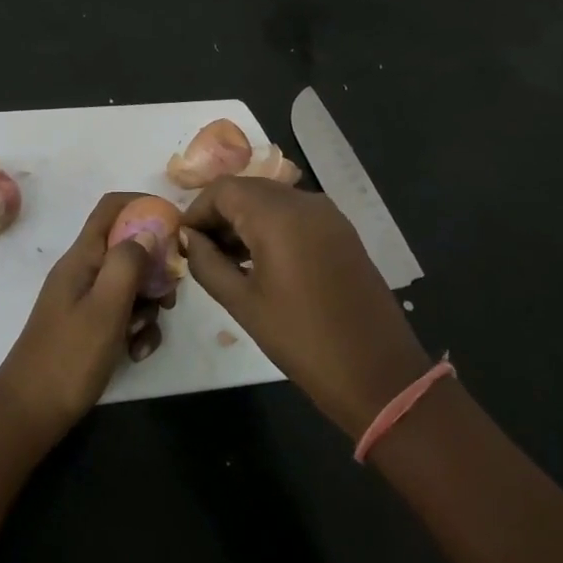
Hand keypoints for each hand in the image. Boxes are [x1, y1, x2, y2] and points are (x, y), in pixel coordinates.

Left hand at [0, 193, 166, 446]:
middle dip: (155, 268)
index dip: (144, 205)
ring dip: (147, 306)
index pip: (112, 207)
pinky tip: (136, 353)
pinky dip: (136, 329)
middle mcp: (83, 271)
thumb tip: (148, 232)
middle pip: (128, 247)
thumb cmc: (68, 358)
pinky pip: (122, 314)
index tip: (176, 225)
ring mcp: (84, 299)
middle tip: (169, 296)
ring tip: (144, 336)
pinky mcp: (88, 326)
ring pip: (130, 284)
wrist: (29, 414)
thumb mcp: (105, 308)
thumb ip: (128, 264)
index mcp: (81, 257)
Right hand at [182, 177, 429, 439]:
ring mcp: (328, 214)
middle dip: (220, 214)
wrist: (378, 373)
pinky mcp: (341, 231)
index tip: (184, 242)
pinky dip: (271, 226)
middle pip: (248, 189)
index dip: (197, 211)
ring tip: (227, 260)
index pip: (223, 190)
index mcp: (277, 215)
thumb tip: (188, 239)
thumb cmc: (302, 339)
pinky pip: (295, 214)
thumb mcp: (243, 304)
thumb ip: (207, 263)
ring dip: (245, 220)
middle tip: (201, 252)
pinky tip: (261, 261)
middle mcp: (304, 201)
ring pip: (272, 199)